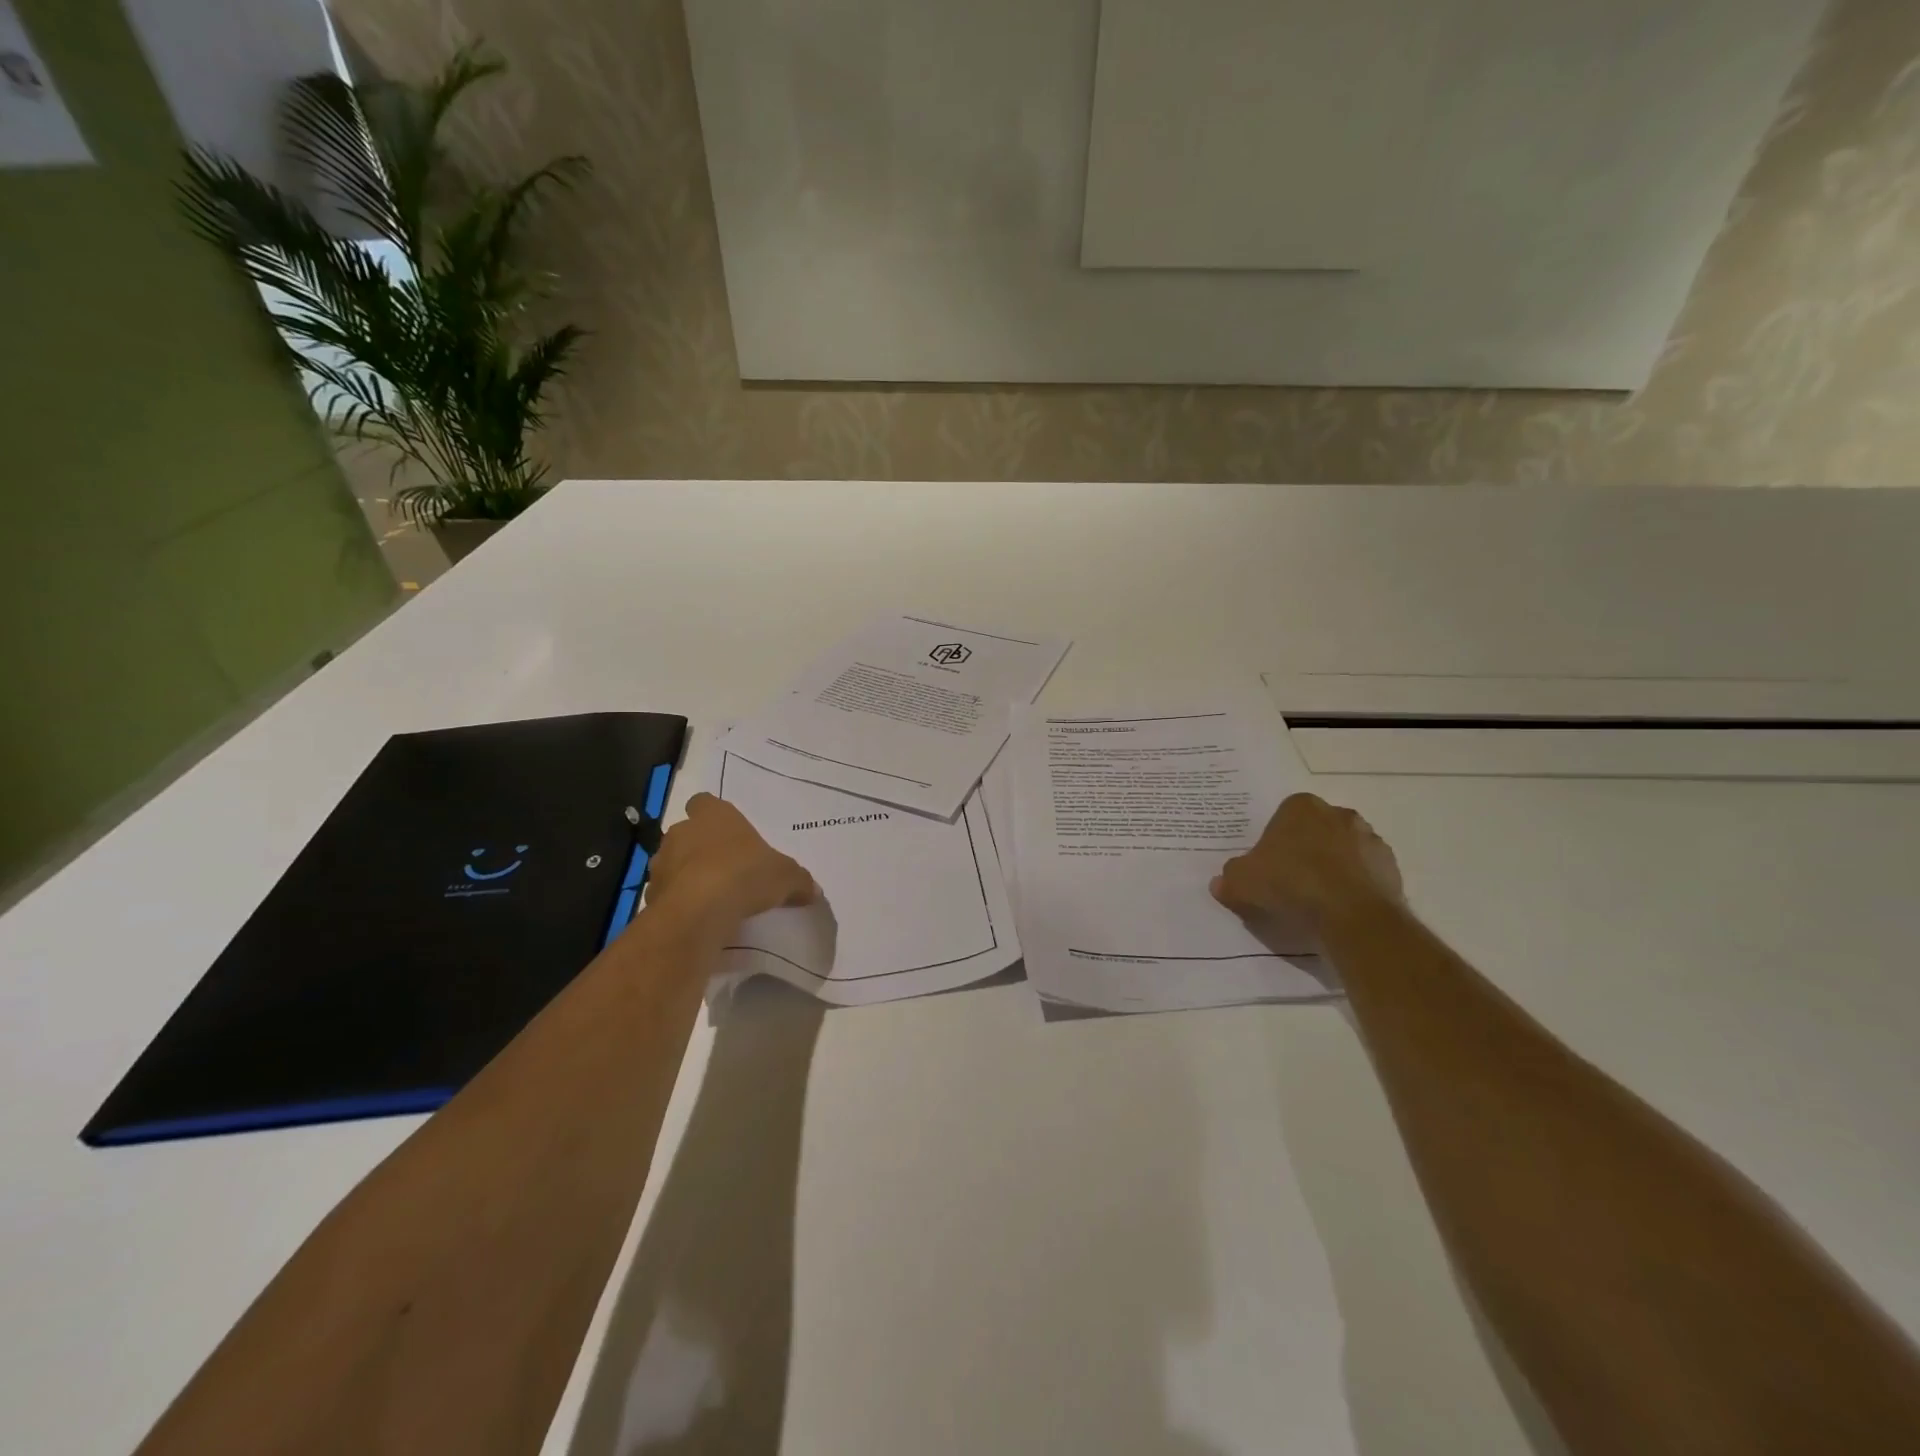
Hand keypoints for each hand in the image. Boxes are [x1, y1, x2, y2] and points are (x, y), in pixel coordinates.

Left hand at [647, 794, 817, 927]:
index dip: (714, 815)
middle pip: (688, 832)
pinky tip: (698, 917)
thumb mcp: (786, 877)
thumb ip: (798, 880)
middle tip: (725, 868)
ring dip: (687, 875)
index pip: (705, 802)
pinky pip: (667, 894)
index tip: (729, 833)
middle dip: (701, 847)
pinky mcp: (650, 894)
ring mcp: (662, 862)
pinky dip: (679, 902)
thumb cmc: (745, 875)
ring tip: (711, 896)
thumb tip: (812, 889)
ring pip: (673, 862)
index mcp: (715, 815)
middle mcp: (682, 831)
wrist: (698, 912)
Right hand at [1211, 793, 1403, 933]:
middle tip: (1290, 881)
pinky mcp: (1391, 867)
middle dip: (1305, 850)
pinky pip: (1365, 873)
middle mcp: (1338, 814)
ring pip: (1343, 850)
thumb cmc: (1291, 884)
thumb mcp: (1242, 882)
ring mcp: (1369, 839)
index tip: (1268, 865)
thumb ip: (1229, 878)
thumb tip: (1220, 883)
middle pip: (1315, 830)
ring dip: (1332, 867)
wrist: (1352, 916)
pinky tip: (1340, 908)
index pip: (1283, 816)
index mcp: (1301, 806)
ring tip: (1317, 899)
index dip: (1274, 841)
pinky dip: (1354, 885)